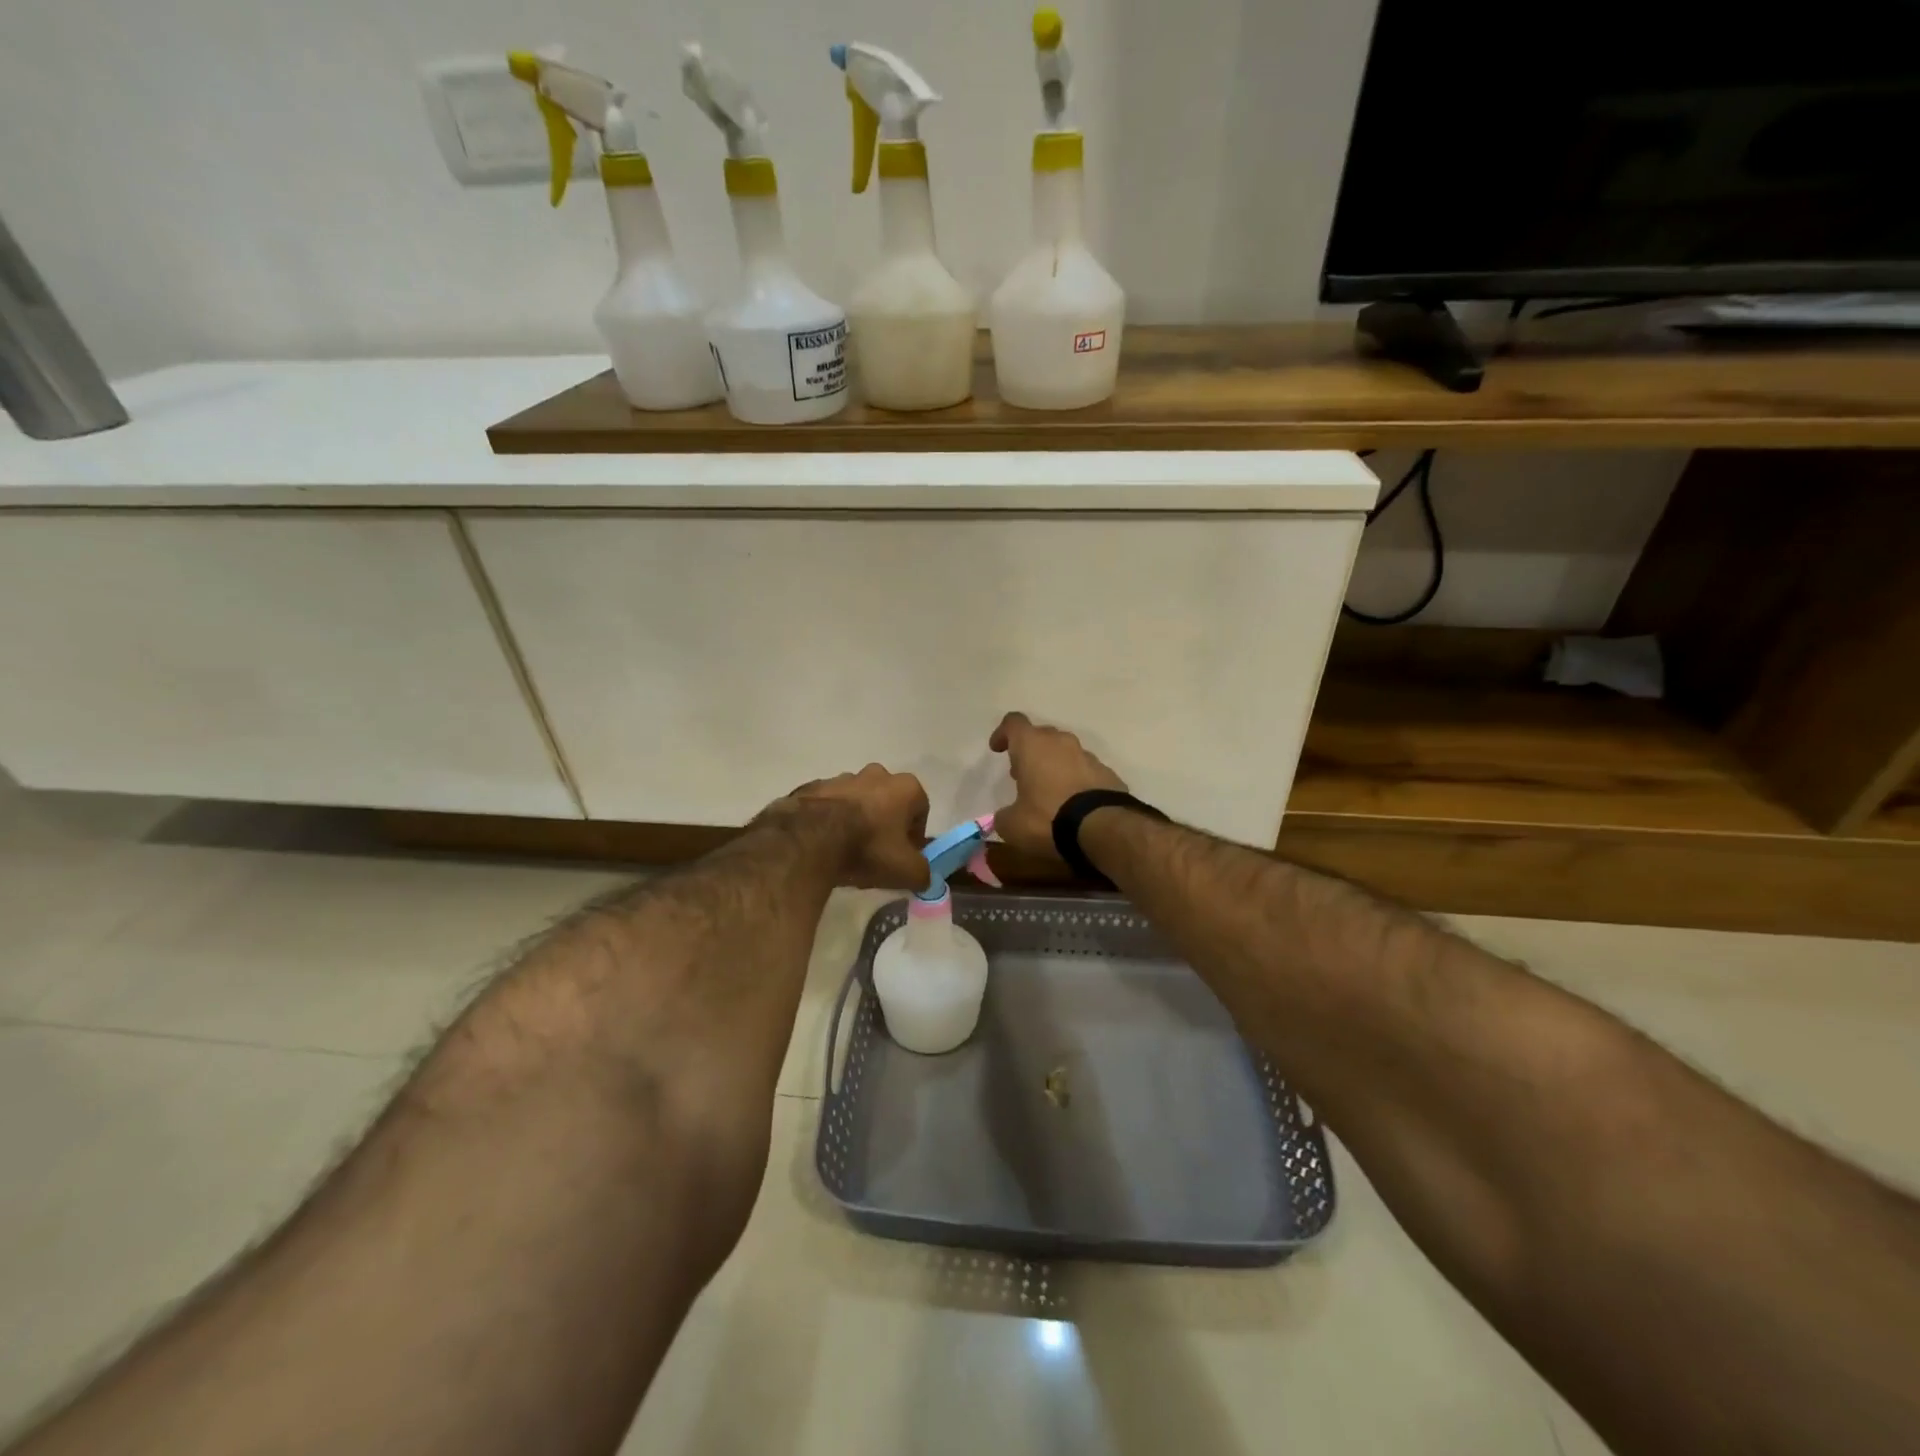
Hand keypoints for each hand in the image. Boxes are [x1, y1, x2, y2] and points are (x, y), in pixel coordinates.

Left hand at [781, 764, 930, 890]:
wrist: (809, 838)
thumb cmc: (868, 848)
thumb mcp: (906, 871)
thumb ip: (923, 873)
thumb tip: (924, 877)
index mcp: (906, 787)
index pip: (920, 811)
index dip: (914, 836)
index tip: (904, 856)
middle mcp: (877, 774)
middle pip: (888, 802)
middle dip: (886, 824)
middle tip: (877, 852)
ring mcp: (843, 777)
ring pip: (858, 801)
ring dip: (857, 820)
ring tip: (847, 850)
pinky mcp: (814, 787)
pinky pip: (830, 805)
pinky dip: (830, 820)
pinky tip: (825, 844)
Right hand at [988, 712, 1127, 858]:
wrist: (1103, 829)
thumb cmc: (1048, 818)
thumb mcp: (1013, 825)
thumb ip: (1004, 816)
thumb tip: (1005, 817)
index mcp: (1032, 745)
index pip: (1013, 723)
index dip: (1003, 733)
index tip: (997, 749)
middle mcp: (1061, 742)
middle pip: (1041, 736)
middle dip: (1030, 752)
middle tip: (1023, 776)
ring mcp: (1088, 756)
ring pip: (1066, 753)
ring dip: (1055, 766)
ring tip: (1049, 793)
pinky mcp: (1108, 773)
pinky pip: (1086, 771)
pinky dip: (1077, 781)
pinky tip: (1074, 805)